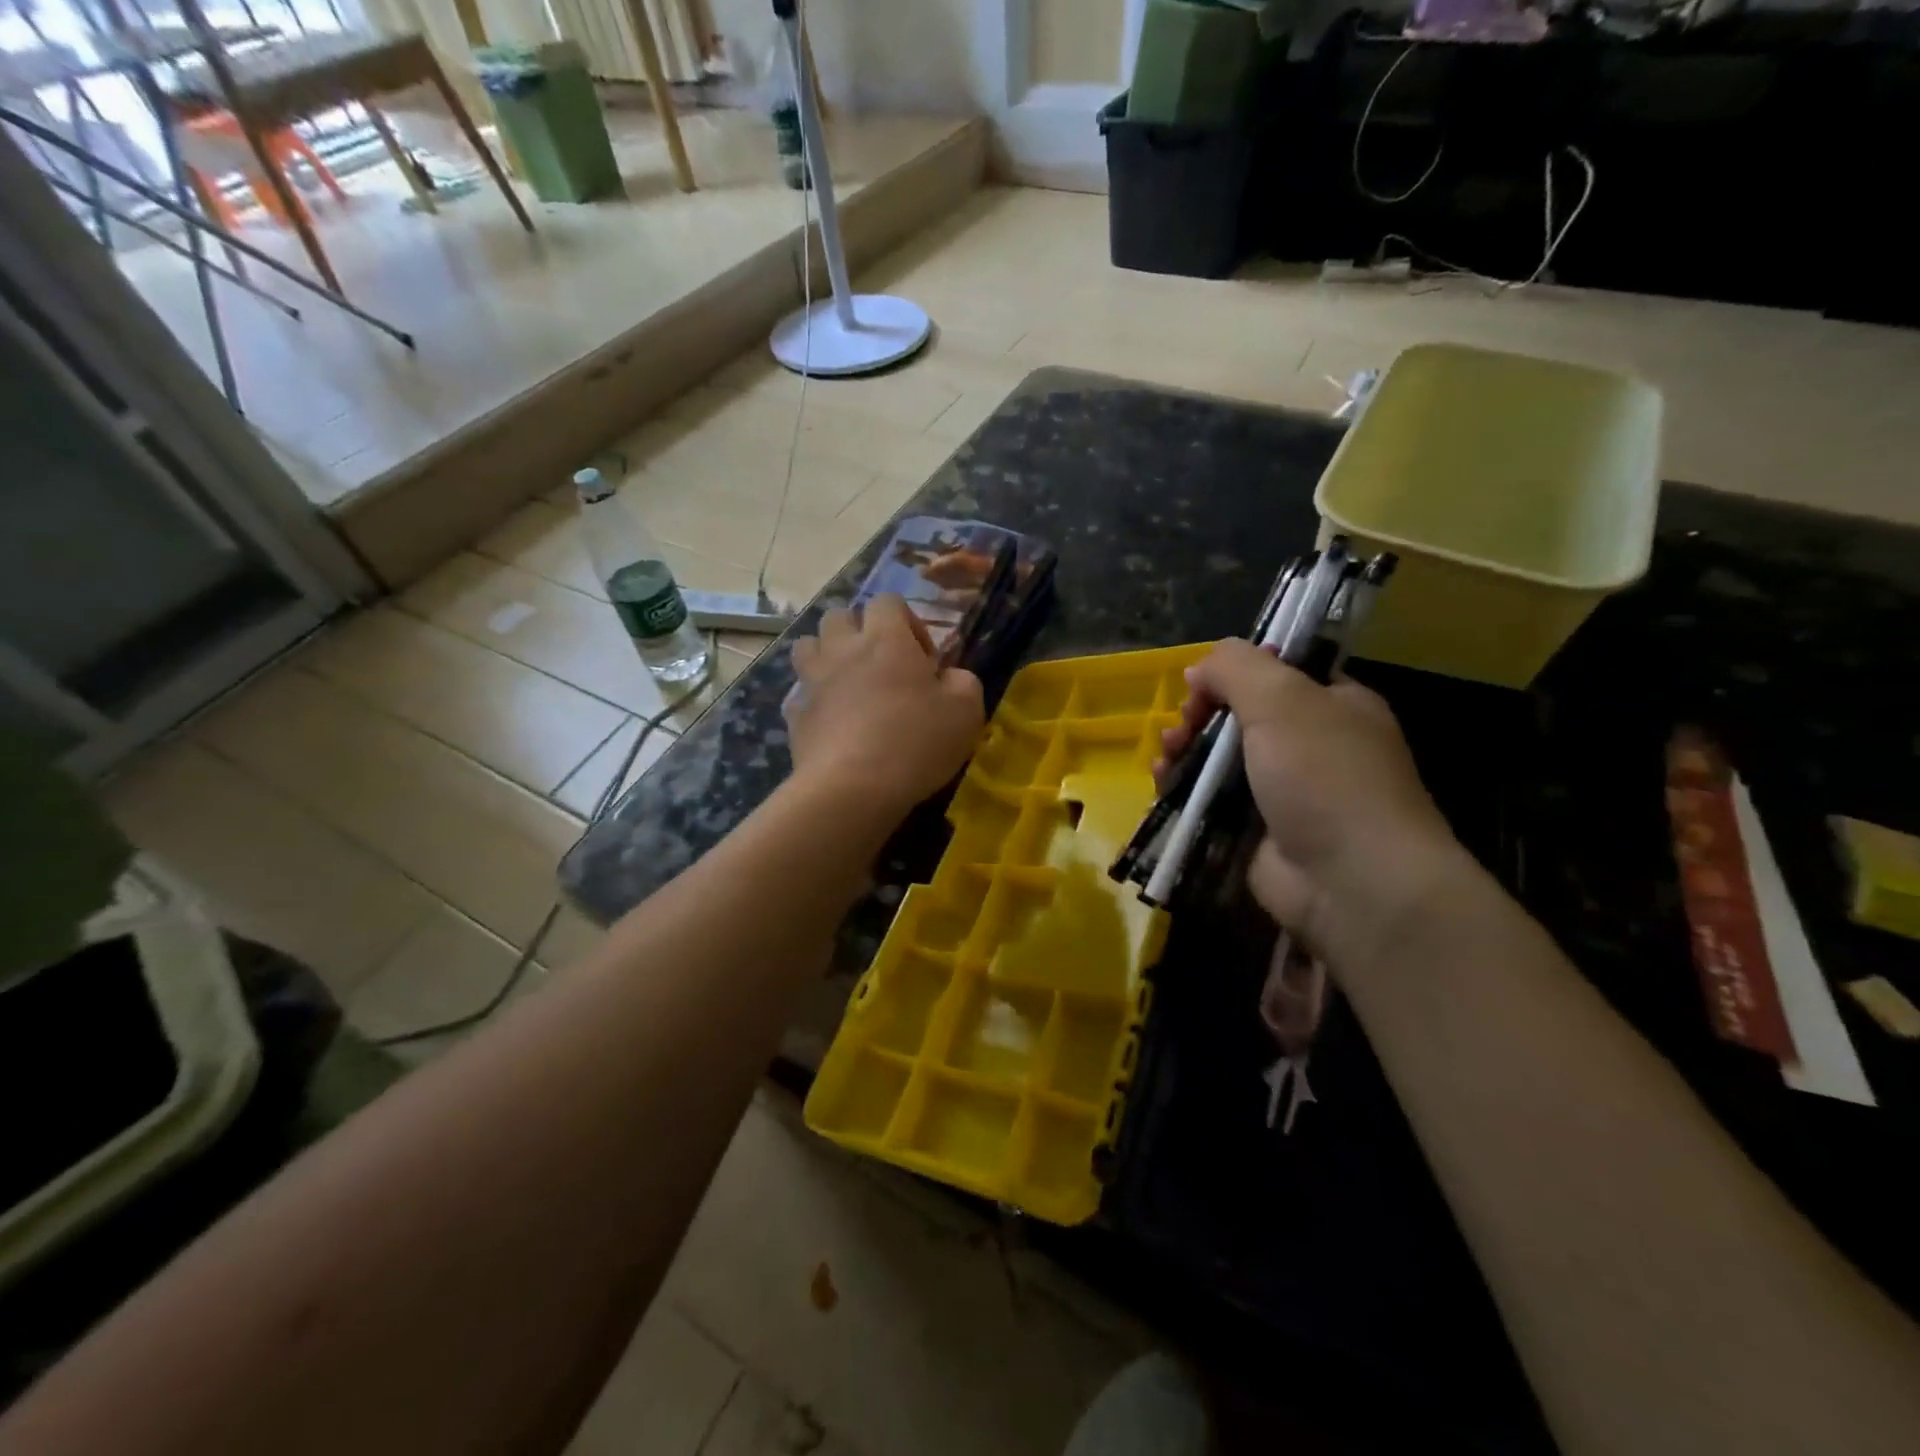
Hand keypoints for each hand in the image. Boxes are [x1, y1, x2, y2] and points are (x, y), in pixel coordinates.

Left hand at [785, 595, 984, 818]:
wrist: (852, 788)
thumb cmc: (915, 742)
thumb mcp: (966, 712)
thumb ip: (963, 682)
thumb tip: (950, 676)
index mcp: (886, 639)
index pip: (888, 601)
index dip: (908, 622)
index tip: (923, 660)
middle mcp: (844, 649)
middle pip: (839, 615)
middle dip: (859, 631)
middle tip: (881, 665)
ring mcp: (813, 681)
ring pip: (808, 645)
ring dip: (827, 655)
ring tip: (848, 684)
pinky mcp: (795, 715)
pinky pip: (800, 694)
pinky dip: (813, 701)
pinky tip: (831, 722)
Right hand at [1156, 639, 1463, 957]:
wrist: (1351, 882)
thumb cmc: (1325, 776)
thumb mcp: (1283, 698)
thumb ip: (1236, 667)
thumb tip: (1200, 670)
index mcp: (1333, 706)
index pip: (1276, 675)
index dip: (1233, 674)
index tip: (1202, 686)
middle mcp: (1310, 746)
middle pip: (1238, 717)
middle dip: (1199, 717)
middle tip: (1180, 728)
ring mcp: (1282, 793)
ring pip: (1219, 760)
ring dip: (1185, 752)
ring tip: (1165, 759)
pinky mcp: (1255, 833)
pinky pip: (1210, 801)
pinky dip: (1183, 790)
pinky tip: (1163, 785)